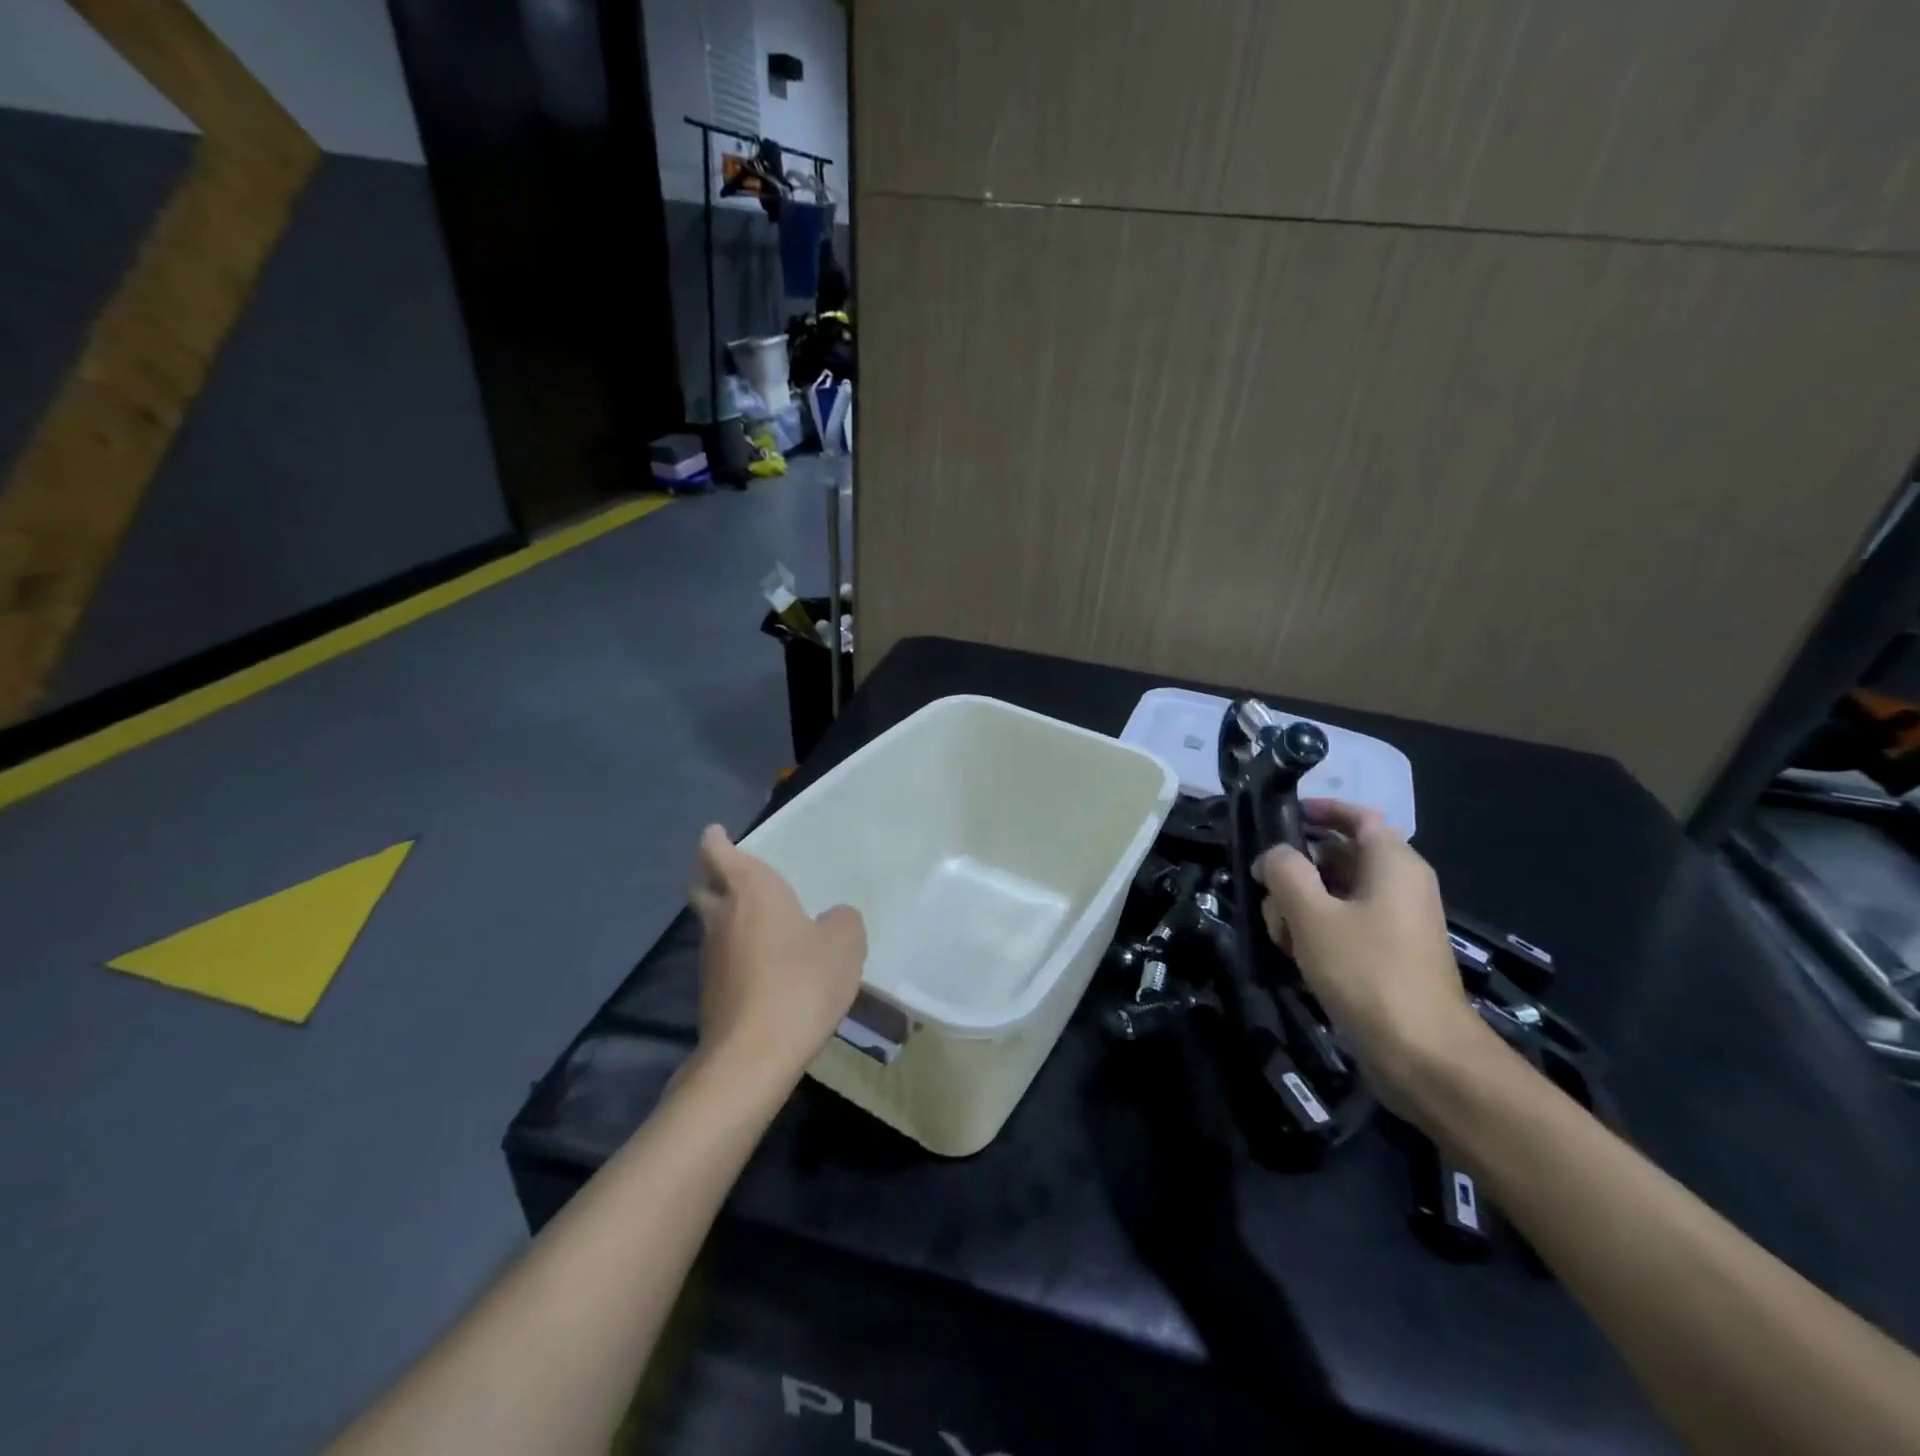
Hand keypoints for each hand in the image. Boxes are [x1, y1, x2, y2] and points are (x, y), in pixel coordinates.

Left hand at [688, 826, 866, 1085]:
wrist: (754, 1055)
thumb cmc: (801, 982)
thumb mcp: (845, 943)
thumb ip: (843, 921)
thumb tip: (832, 919)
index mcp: (751, 890)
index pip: (718, 853)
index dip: (715, 841)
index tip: (716, 833)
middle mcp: (723, 917)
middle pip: (703, 886)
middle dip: (710, 873)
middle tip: (728, 869)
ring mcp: (710, 957)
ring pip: (713, 924)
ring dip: (727, 916)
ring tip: (760, 921)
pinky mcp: (711, 992)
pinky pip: (723, 958)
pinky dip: (736, 952)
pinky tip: (765, 965)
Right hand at [1256, 800, 1489, 1113]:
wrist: (1423, 1056)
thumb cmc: (1367, 972)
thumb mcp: (1312, 915)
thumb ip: (1285, 871)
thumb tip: (1274, 855)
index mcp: (1393, 864)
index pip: (1358, 816)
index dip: (1320, 810)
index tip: (1280, 818)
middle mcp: (1399, 885)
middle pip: (1338, 856)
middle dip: (1296, 870)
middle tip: (1264, 889)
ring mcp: (1394, 922)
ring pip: (1334, 894)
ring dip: (1299, 906)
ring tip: (1279, 934)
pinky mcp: (1387, 955)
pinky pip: (1344, 925)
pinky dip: (1316, 932)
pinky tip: (1295, 957)